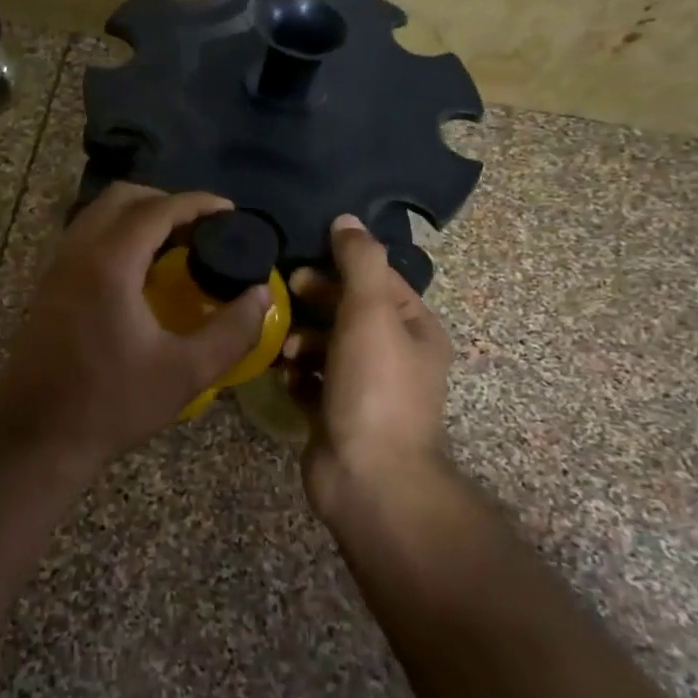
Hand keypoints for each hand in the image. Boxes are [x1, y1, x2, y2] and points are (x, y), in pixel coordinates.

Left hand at [0, 184, 269, 473]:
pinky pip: (84, 235)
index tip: (229, 211)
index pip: (157, 209)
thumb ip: (231, 330)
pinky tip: (138, 269)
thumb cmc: (113, 404)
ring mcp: (57, 266)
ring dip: (137, 215)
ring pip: (98, 213)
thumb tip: (261, 295)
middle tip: (201, 226)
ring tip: (174, 242)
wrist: (37, 435)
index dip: (197, 203)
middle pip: (122, 197)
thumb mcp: (186, 373)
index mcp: (110, 263)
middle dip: (165, 201)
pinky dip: (115, 233)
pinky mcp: (48, 284)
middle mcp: (78, 251)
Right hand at [287, 215, 454, 522]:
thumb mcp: (370, 312)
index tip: (301, 263)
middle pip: (347, 311)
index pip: (377, 280)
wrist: (368, 477)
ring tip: (283, 347)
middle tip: (282, 296)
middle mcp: (394, 356)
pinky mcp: (335, 414)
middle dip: (314, 302)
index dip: (340, 266)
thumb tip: (346, 219)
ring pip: (325, 346)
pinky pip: (310, 381)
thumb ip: (358, 261)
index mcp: (415, 330)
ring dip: (300, 339)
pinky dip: (296, 374)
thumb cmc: (374, 387)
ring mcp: (364, 388)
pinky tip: (283, 375)